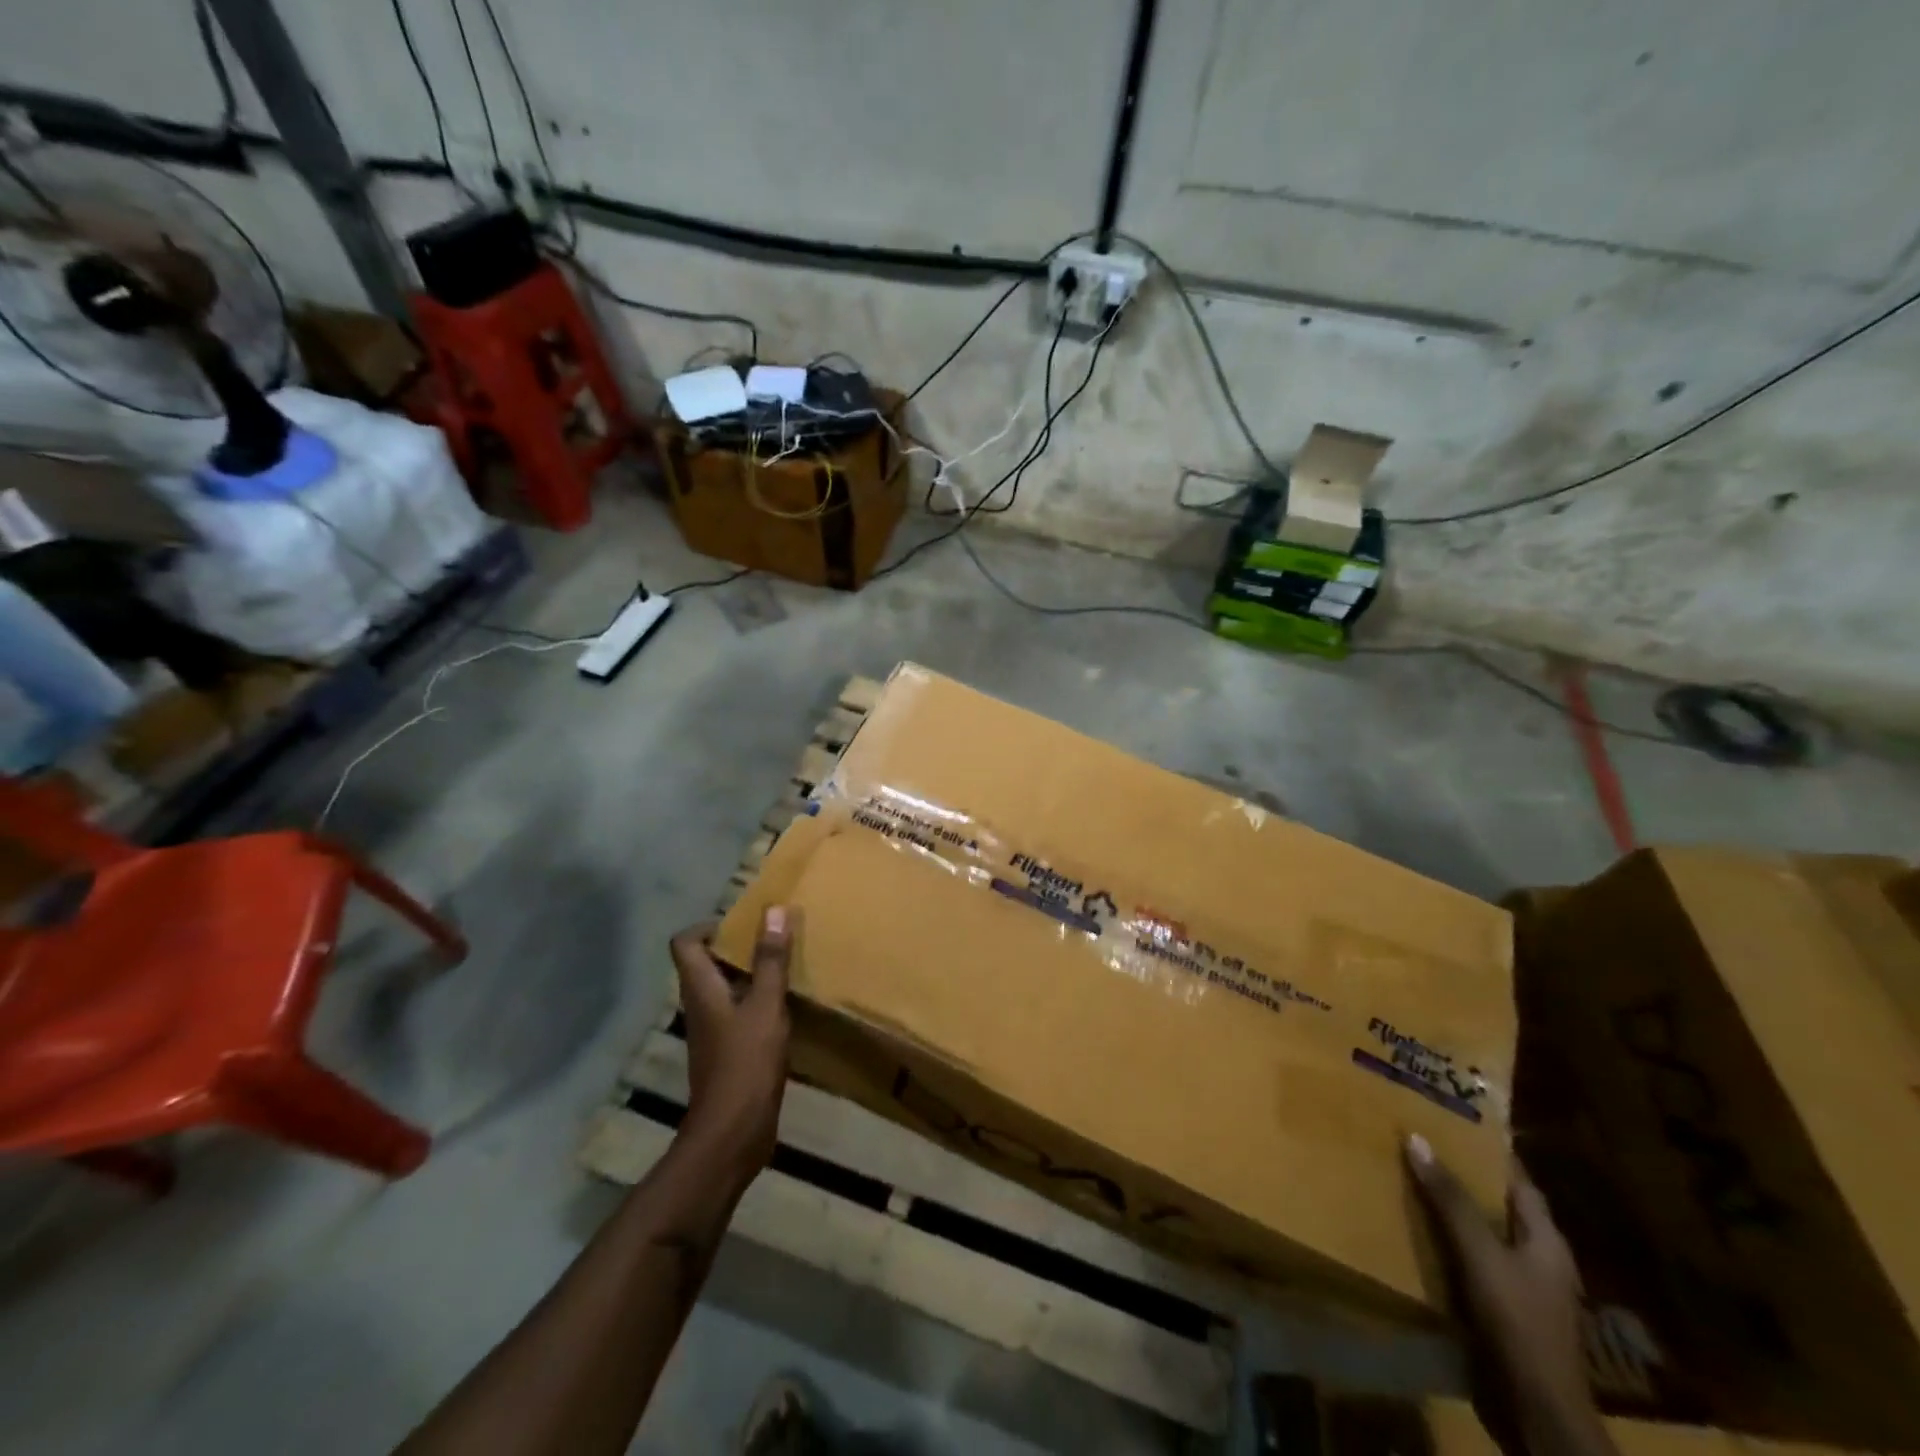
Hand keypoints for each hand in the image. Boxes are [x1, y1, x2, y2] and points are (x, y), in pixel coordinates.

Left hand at [670, 909, 792, 1182]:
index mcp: (700, 988)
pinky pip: (741, 1012)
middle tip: (775, 936)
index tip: (745, 922)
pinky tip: (789, 1005)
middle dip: (739, 945)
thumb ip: (771, 959)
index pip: (685, 942)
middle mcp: (701, 1005)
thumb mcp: (766, 1005)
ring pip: (727, 988)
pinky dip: (760, 1001)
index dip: (709, 926)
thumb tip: (775, 910)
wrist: (733, 1134)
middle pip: (708, 962)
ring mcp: (714, 1030)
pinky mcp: (729, 1051)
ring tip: (787, 963)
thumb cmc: (745, 1063)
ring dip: (753, 973)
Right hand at [1405, 1134, 1614, 1455]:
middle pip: (1496, 1203)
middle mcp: (1536, 1257)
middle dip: (1459, 1175)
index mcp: (1545, 1239)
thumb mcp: (1481, 1255)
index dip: (1488, 1149)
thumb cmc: (1519, 1324)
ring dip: (1447, 1209)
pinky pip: (1467, 1261)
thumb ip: (1451, 1200)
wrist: (1537, 1414)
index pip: (1517, 1179)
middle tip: (1415, 1140)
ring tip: (1402, 1176)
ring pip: (1478, 1233)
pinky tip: (1410, 1231)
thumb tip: (1416, 1137)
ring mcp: (1519, 1287)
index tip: (1451, 1117)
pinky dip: (1442, 1242)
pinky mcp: (1499, 1311)